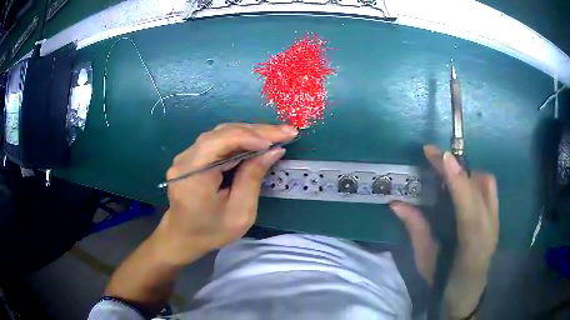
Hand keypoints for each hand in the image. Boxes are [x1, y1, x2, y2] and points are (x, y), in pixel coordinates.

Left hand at [155, 123, 296, 266]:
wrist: (183, 237)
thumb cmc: (211, 232)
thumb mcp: (239, 213)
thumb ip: (253, 178)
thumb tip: (273, 150)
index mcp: (192, 176)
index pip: (218, 142)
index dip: (248, 137)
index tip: (276, 142)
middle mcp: (185, 160)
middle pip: (221, 133)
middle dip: (256, 131)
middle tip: (286, 132)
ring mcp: (186, 156)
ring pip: (221, 133)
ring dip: (250, 133)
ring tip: (277, 135)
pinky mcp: (191, 156)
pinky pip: (217, 141)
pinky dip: (240, 139)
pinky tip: (257, 141)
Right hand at [390, 145, 498, 317]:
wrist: (467, 295)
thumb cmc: (443, 282)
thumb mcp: (425, 260)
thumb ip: (416, 230)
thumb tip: (396, 203)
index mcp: (471, 247)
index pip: (469, 207)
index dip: (457, 180)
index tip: (441, 156)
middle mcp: (490, 229)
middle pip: (482, 187)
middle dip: (458, 167)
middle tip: (434, 155)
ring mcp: (496, 221)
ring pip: (488, 183)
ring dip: (467, 171)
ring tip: (447, 172)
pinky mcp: (496, 217)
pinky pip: (489, 188)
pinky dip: (474, 178)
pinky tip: (460, 184)